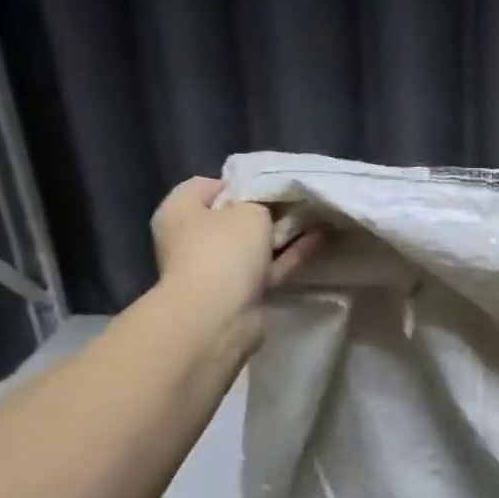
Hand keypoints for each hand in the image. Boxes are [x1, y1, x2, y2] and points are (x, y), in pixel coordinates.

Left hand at [149, 177, 322, 346]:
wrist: (219, 315)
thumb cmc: (224, 250)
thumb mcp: (249, 211)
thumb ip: (262, 203)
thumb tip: (267, 209)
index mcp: (180, 212)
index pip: (207, 186)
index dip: (240, 182)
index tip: (270, 185)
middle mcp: (191, 239)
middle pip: (233, 217)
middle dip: (266, 210)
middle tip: (297, 201)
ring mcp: (216, 268)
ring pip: (254, 245)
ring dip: (282, 234)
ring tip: (316, 218)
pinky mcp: (239, 292)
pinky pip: (268, 267)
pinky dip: (289, 255)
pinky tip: (319, 240)